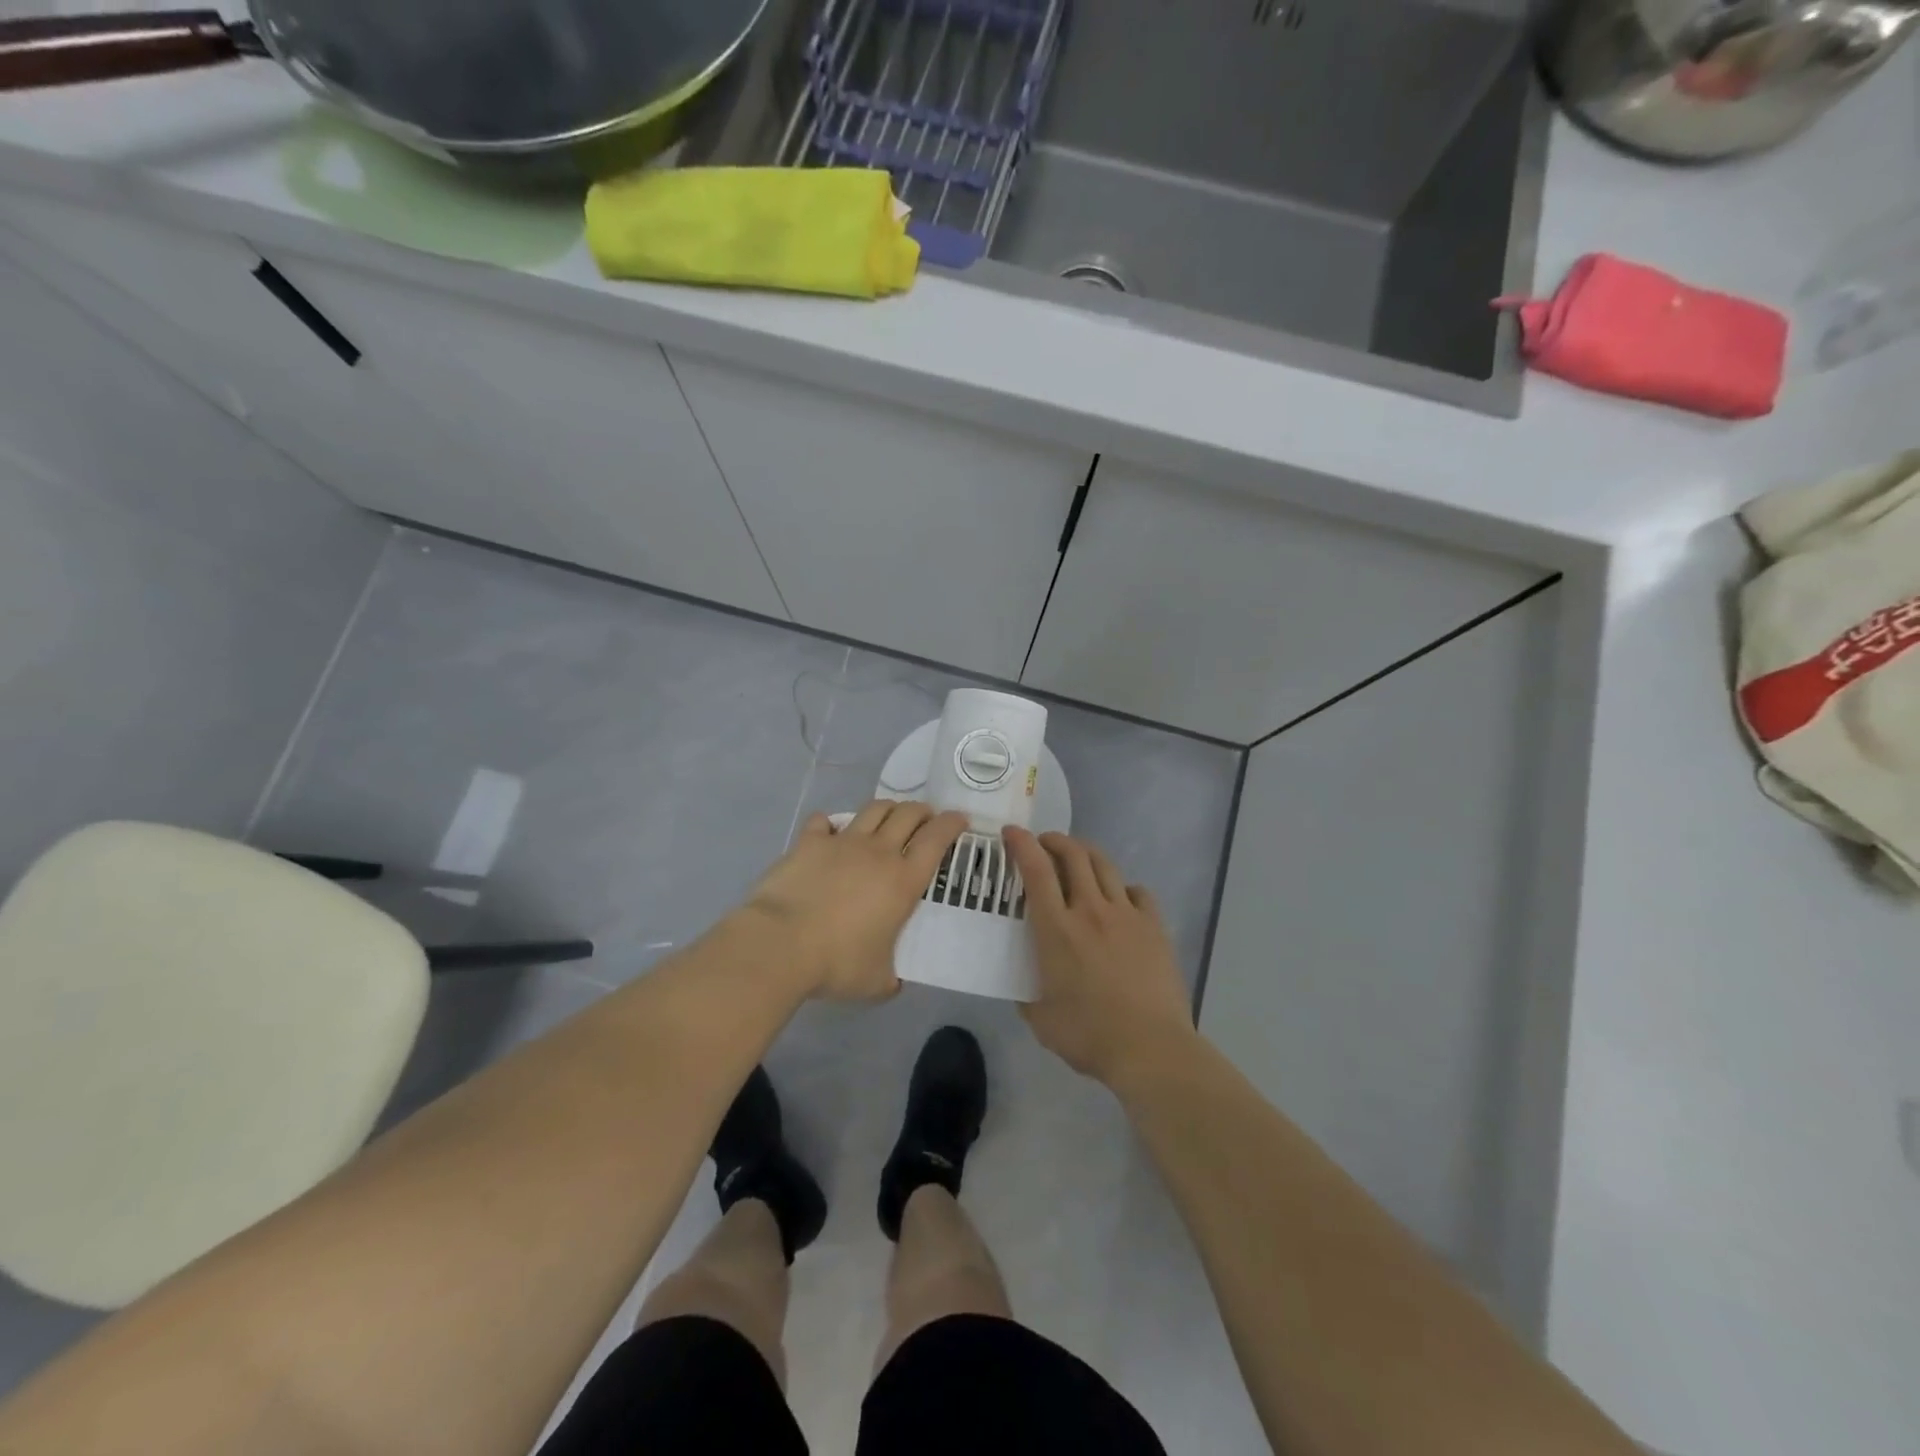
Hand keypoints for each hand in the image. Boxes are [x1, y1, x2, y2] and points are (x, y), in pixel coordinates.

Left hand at [741, 801, 967, 1001]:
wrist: (780, 944)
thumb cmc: (836, 963)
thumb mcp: (877, 982)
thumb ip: (891, 977)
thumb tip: (894, 981)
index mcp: (904, 880)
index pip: (937, 838)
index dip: (951, 824)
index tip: (959, 820)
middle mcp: (879, 852)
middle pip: (908, 814)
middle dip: (922, 811)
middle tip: (925, 821)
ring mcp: (842, 842)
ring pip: (873, 809)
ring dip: (887, 809)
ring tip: (889, 818)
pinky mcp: (809, 842)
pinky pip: (823, 821)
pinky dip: (830, 824)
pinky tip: (829, 832)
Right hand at [1005, 828, 1196, 1087]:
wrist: (1149, 1048)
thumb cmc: (1088, 1035)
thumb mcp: (1040, 1019)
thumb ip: (1027, 995)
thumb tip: (1024, 986)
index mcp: (1056, 928)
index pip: (1035, 869)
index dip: (1021, 844)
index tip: (1011, 833)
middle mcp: (1090, 910)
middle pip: (1073, 855)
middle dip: (1054, 840)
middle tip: (1043, 843)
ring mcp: (1126, 915)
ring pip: (1105, 865)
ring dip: (1086, 853)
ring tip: (1077, 858)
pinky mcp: (1154, 927)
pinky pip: (1138, 892)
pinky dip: (1123, 887)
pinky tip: (1120, 898)